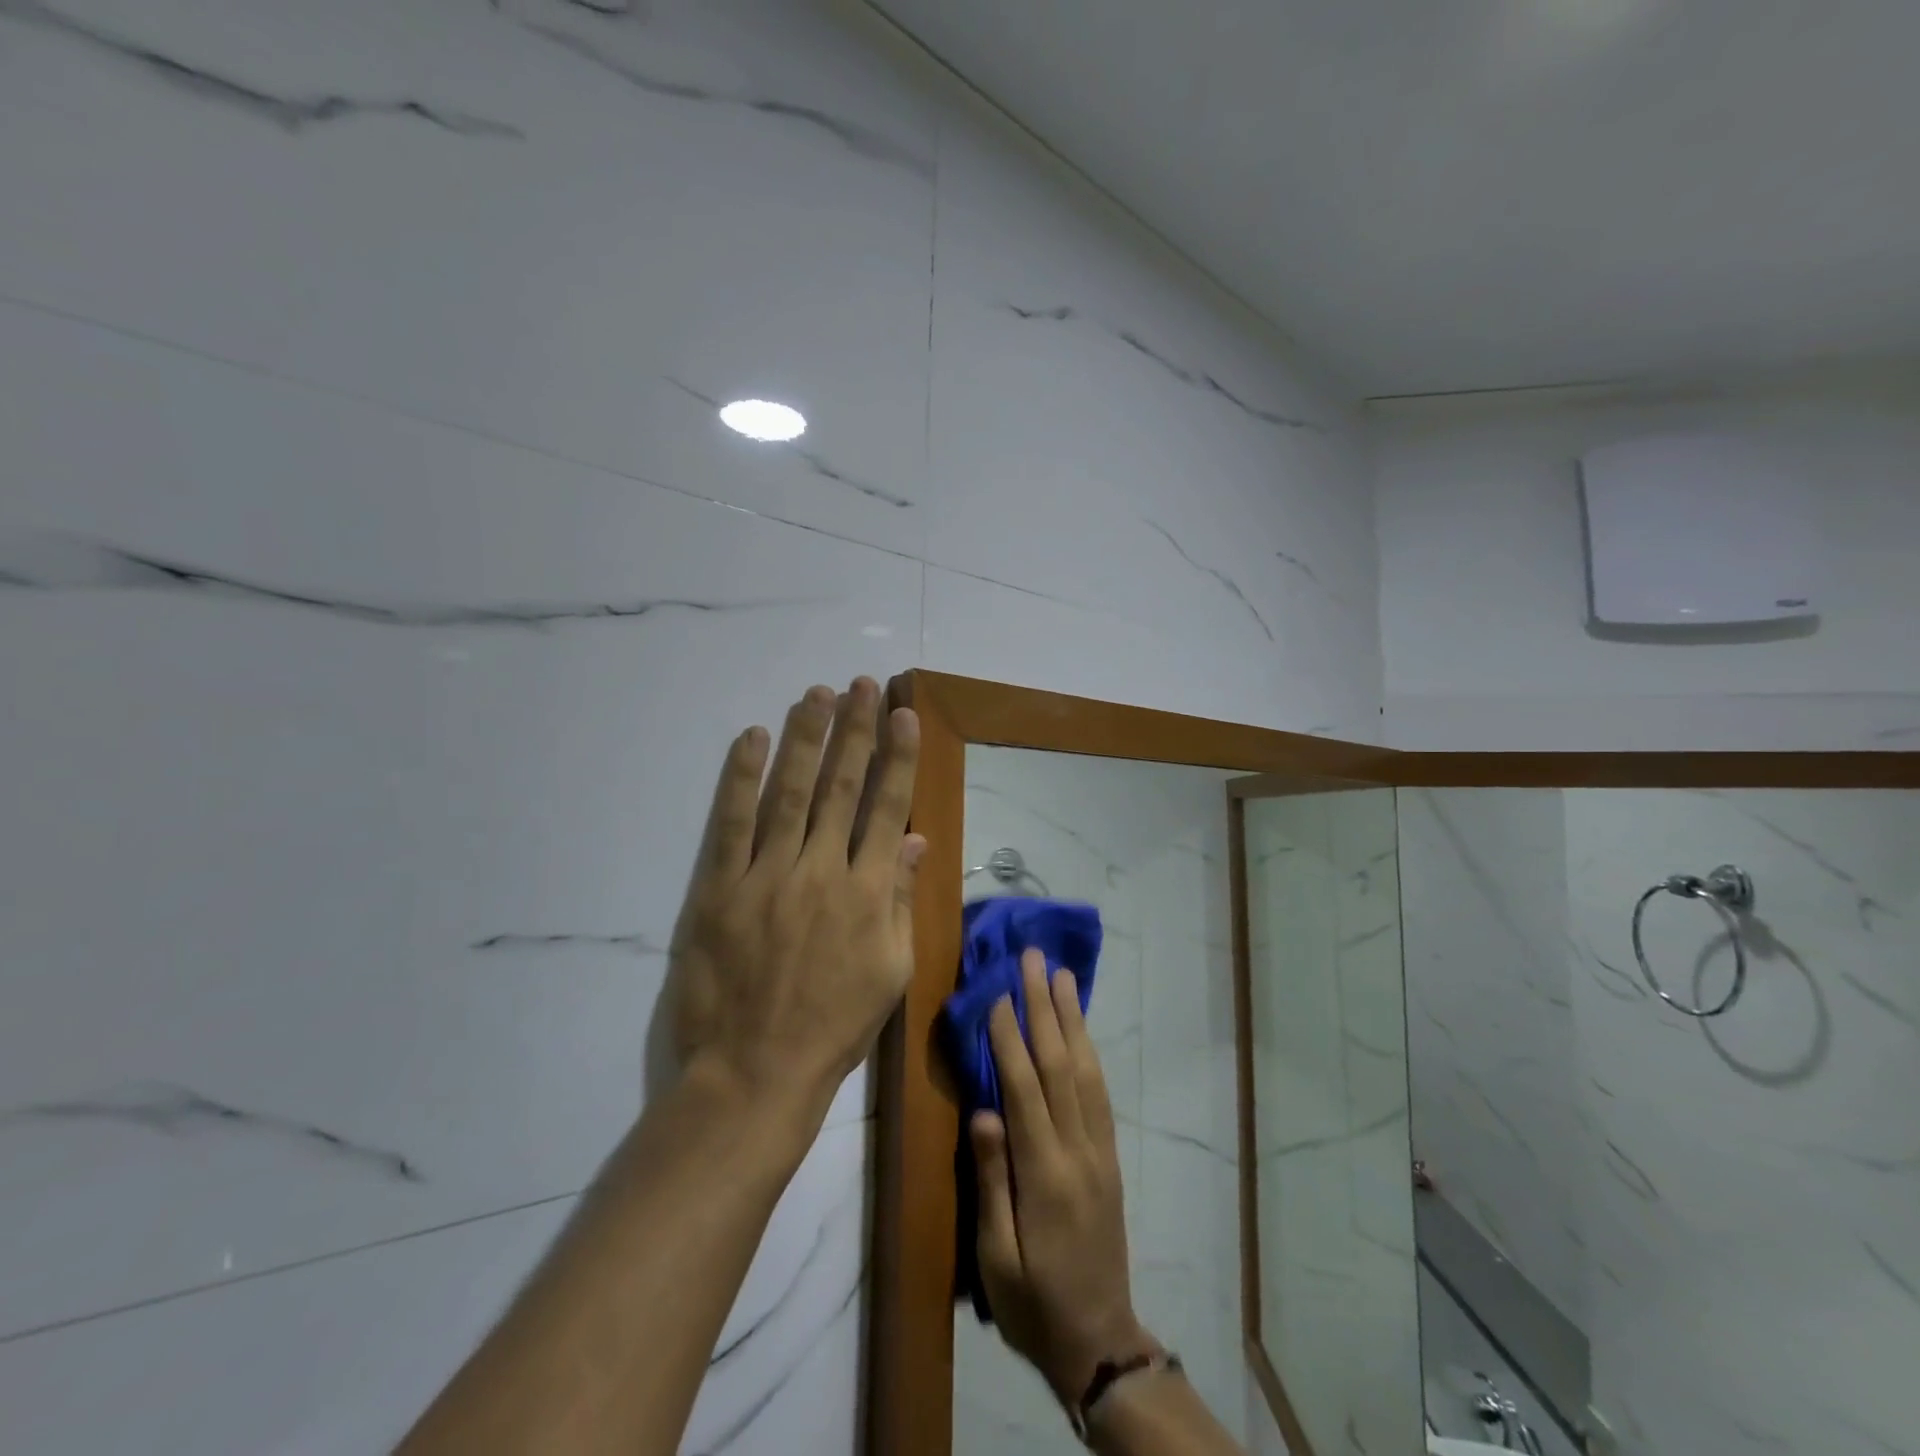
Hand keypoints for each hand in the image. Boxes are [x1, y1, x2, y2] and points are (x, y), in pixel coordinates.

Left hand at [666, 678, 922, 1125]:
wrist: (755, 1072)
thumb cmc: (833, 1026)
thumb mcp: (890, 970)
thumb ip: (900, 899)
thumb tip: (913, 839)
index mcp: (868, 892)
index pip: (886, 807)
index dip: (896, 757)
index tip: (902, 715)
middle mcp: (822, 871)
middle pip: (842, 786)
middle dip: (855, 731)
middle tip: (861, 686)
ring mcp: (767, 875)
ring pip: (791, 792)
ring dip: (806, 738)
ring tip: (817, 694)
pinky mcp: (720, 888)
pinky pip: (731, 822)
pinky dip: (742, 777)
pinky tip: (754, 738)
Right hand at [972, 949, 1156, 1408]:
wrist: (1098, 1340)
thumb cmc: (1032, 1303)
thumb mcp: (997, 1257)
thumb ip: (992, 1182)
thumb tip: (984, 1111)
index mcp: (1045, 1175)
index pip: (1025, 1088)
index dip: (1010, 1036)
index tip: (998, 992)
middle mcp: (1078, 1150)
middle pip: (1060, 1064)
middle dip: (1045, 1007)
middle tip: (1034, 960)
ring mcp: (1100, 1150)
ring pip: (1086, 1070)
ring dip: (1072, 1018)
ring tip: (1062, 977)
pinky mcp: (1109, 1156)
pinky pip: (1099, 1092)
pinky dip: (1088, 1050)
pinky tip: (1080, 1029)